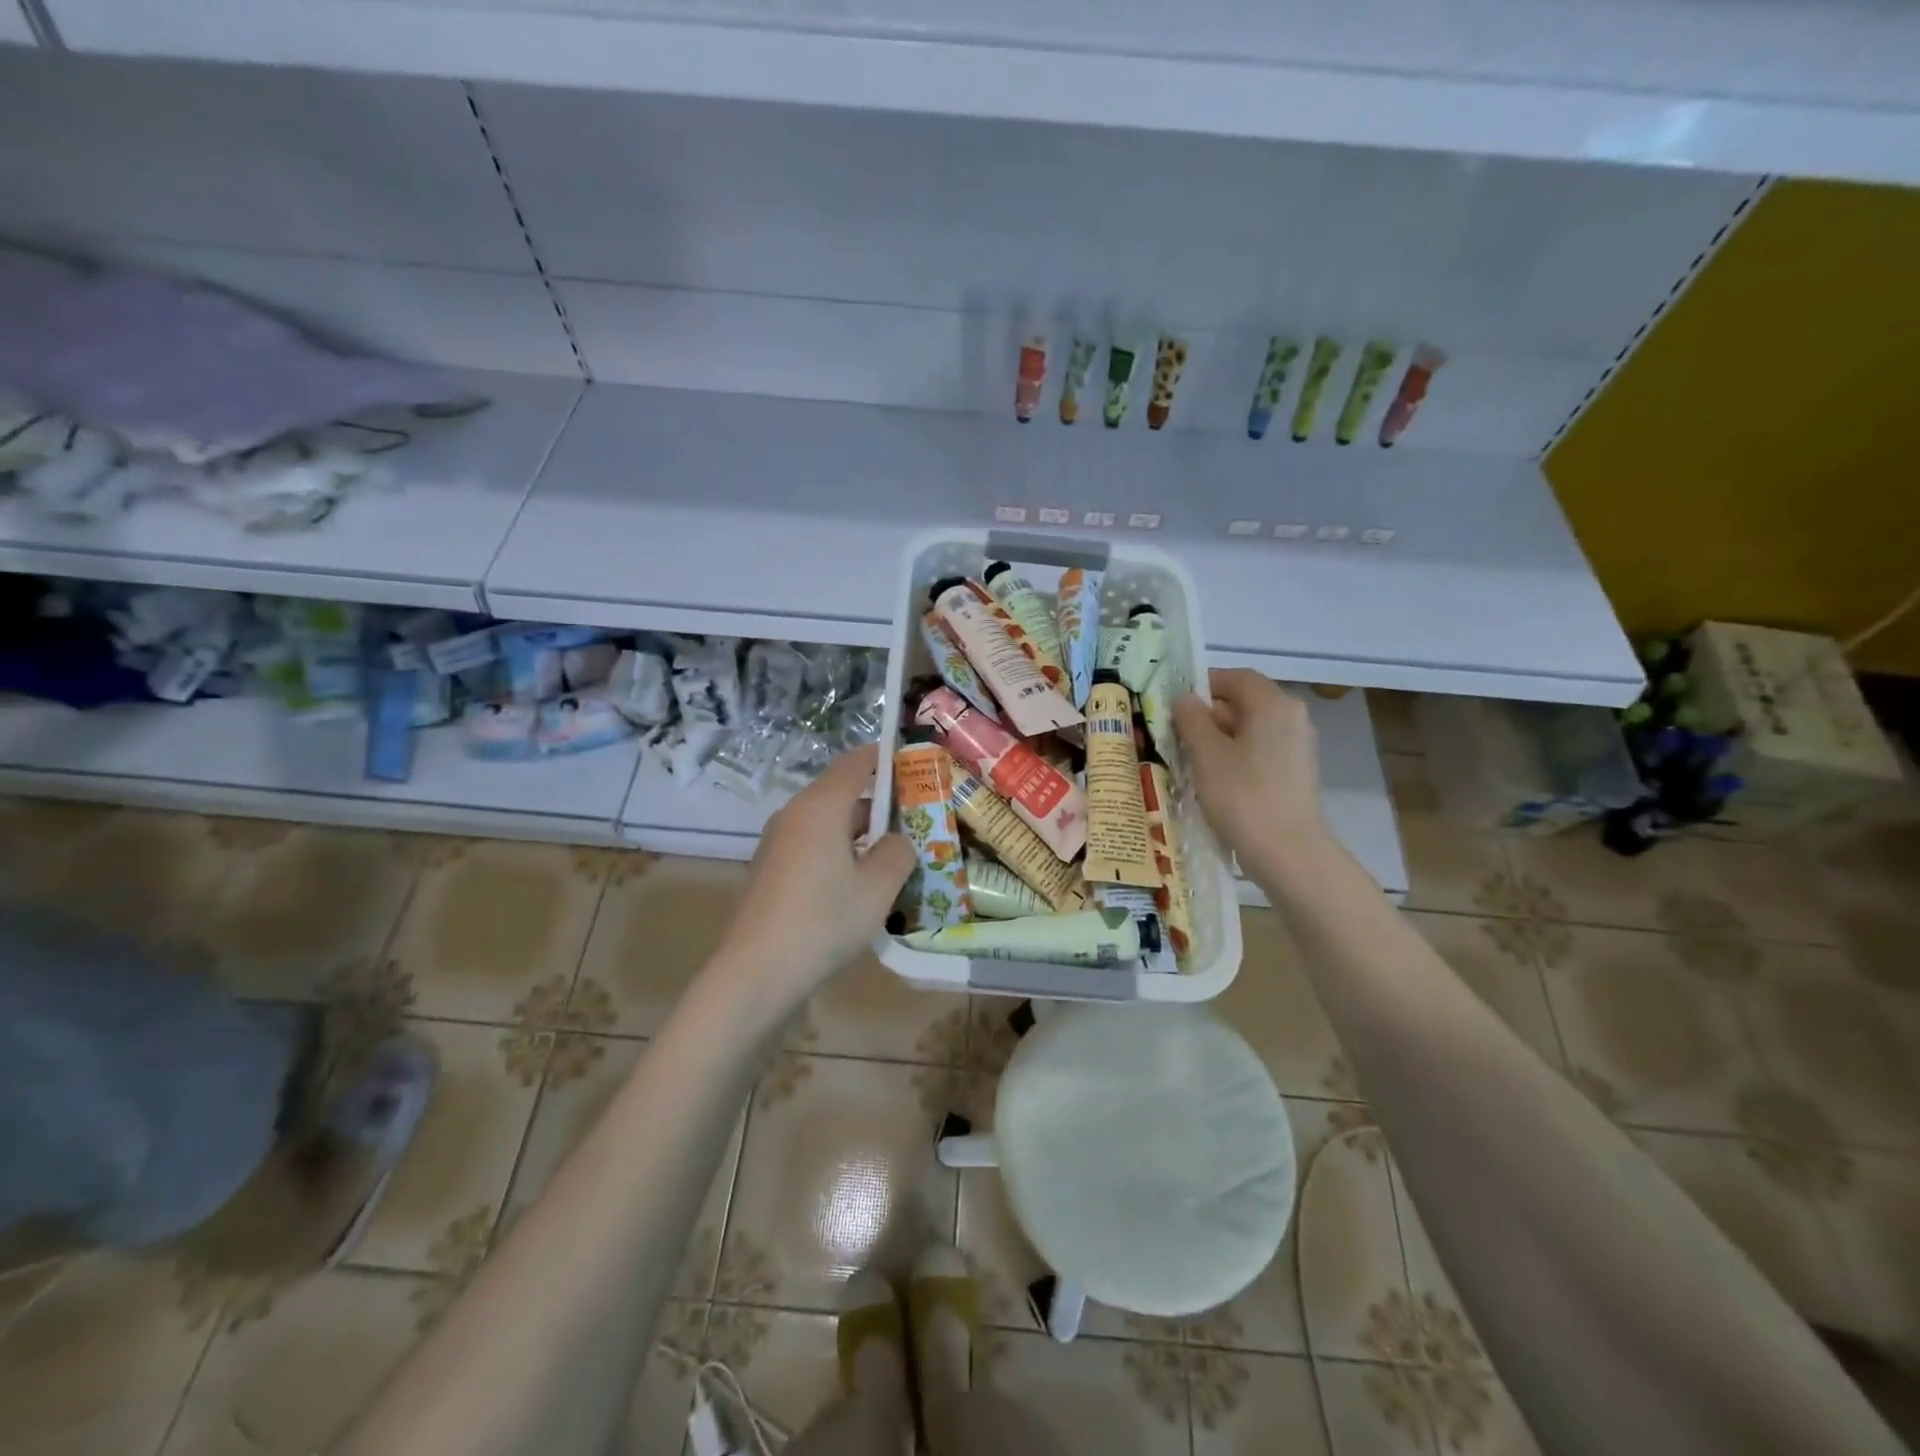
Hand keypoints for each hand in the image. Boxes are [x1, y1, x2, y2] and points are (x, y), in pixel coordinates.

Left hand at [710, 743, 915, 1012]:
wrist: (755, 973)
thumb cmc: (823, 921)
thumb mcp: (878, 888)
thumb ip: (898, 853)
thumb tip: (899, 841)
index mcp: (820, 806)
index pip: (856, 763)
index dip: (886, 758)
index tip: (915, 765)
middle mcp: (795, 814)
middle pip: (843, 793)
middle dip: (882, 804)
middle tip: (918, 822)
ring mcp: (778, 843)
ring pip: (829, 823)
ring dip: (862, 834)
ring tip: (896, 859)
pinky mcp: (771, 869)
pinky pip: (813, 845)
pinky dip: (841, 852)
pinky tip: (859, 886)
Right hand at [1173, 669, 1329, 877]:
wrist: (1288, 852)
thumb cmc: (1243, 796)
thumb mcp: (1206, 754)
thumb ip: (1192, 719)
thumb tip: (1185, 699)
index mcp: (1273, 704)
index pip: (1235, 677)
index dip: (1203, 685)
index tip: (1175, 704)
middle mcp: (1292, 716)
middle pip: (1245, 701)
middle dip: (1209, 713)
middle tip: (1176, 733)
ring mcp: (1298, 745)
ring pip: (1251, 728)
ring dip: (1220, 737)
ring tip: (1191, 759)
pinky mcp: (1296, 771)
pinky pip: (1260, 749)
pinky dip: (1236, 755)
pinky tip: (1215, 779)